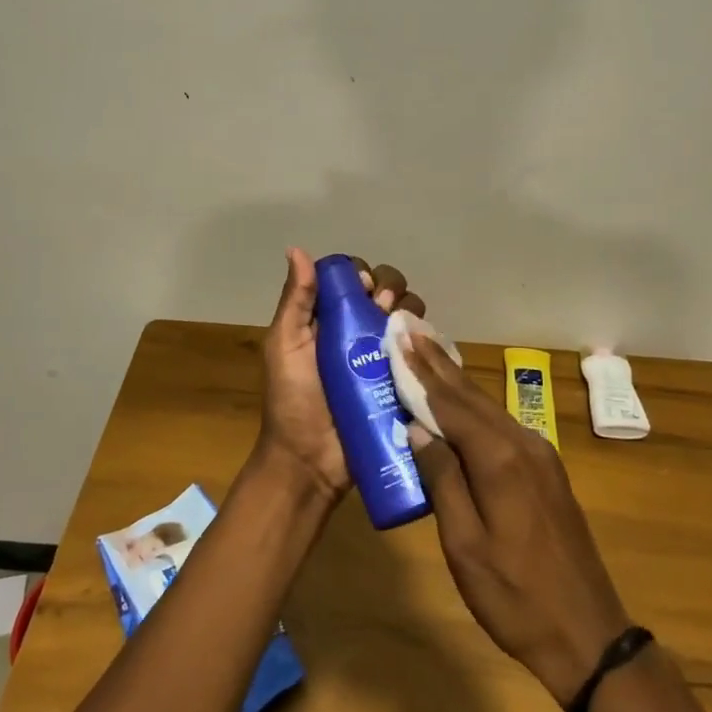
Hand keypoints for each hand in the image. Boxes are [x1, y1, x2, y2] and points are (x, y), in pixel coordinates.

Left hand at [260, 247, 424, 500]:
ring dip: (408, 311)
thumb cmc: (292, 401)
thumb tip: (296, 249)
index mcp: (328, 319)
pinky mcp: (403, 381)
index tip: (363, 287)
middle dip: (390, 288)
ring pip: (407, 316)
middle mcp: (358, 331)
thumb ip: (296, 301)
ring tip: (398, 329)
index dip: (362, 274)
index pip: (353, 278)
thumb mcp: (285, 346)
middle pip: (386, 291)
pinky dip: (426, 341)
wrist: (311, 462)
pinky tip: (421, 346)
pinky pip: (422, 351)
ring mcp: (383, 356)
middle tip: (381, 307)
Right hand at [401, 334, 632, 706]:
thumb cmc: (515, 596)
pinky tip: (462, 401)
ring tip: (428, 352)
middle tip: (409, 331)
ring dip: (455, 380)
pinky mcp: (545, 470)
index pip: (449, 403)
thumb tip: (417, 427)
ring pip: (487, 407)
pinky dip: (474, 406)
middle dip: (437, 363)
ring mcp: (539, 455)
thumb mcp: (465, 545)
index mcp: (499, 458)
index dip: (420, 371)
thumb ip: (442, 480)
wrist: (588, 634)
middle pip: (470, 395)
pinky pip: (500, 425)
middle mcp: (522, 443)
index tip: (398, 339)